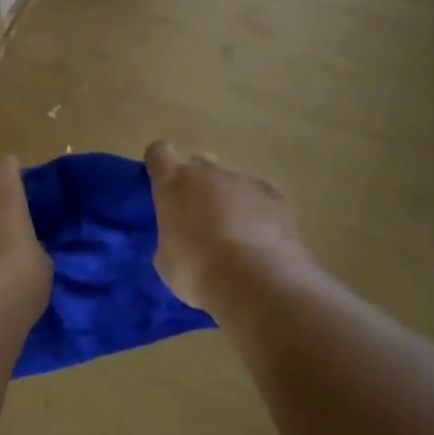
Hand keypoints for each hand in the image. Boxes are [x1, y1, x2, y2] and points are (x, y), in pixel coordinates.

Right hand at [145, 142, 308, 312]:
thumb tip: (182, 236)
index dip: (160, 165)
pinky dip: (259, 209)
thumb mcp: (166, 259)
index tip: (163, 183)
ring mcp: (244, 179)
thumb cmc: (197, 271)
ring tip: (237, 236)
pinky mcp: (274, 193)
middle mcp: (209, 172)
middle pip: (199, 165)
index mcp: (174, 183)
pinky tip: (262, 237)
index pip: (159, 153)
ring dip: (230, 200)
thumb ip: (171, 235)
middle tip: (200, 219)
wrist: (253, 281)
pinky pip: (261, 194)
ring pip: (232, 181)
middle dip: (198, 185)